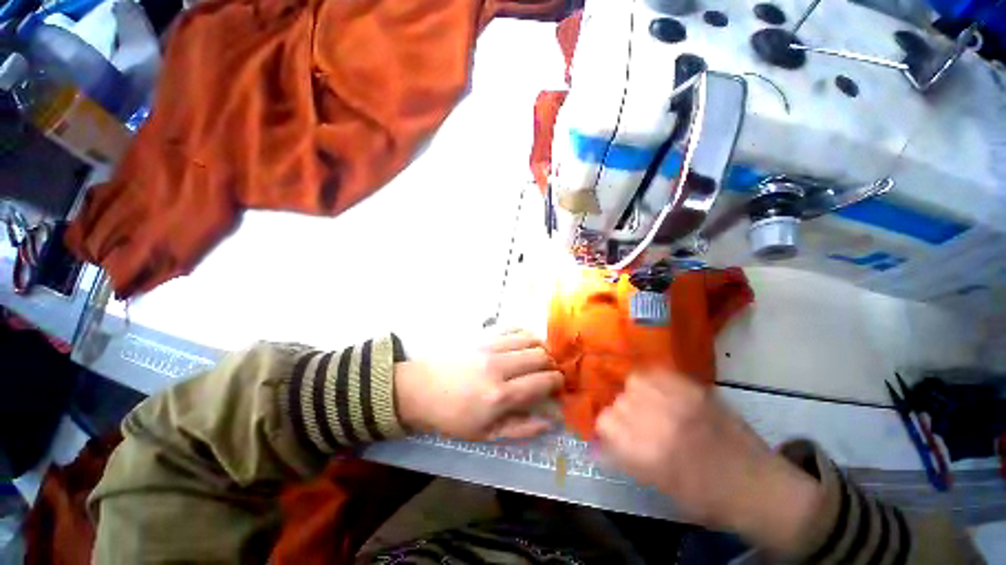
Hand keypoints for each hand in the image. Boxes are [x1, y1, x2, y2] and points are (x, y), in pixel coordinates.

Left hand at [394, 331, 562, 440]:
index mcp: (500, 396)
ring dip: (541, 347)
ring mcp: (490, 347)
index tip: (559, 386)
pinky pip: (513, 328)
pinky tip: (525, 343)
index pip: (542, 381)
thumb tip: (551, 420)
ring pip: (529, 339)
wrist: (420, 389)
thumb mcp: (485, 434)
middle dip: (552, 364)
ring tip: (540, 358)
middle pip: (540, 356)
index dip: (557, 382)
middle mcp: (499, 367)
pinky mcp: (483, 336)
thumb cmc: (452, 417)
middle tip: (550, 373)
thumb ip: (521, 428)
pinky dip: (525, 334)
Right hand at [596, 375, 822, 553]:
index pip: (605, 423)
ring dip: (634, 393)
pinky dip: (653, 379)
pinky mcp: (697, 390)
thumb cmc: (708, 500)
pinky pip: (660, 372)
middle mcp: (660, 423)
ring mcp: (680, 402)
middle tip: (634, 423)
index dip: (606, 429)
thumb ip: (627, 460)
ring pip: (634, 381)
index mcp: (648, 454)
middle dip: (620, 413)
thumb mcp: (660, 487)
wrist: (761, 488)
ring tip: (646, 404)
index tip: (613, 435)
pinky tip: (659, 392)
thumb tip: (597, 447)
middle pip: (618, 401)